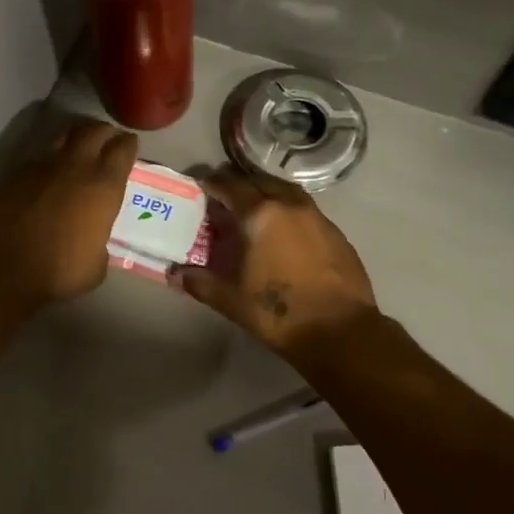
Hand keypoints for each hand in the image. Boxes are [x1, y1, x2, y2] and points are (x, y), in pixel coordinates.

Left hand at [0, 117, 137, 309]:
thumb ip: (98, 239)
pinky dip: (47, 162)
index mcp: (103, 186)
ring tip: (79, 148)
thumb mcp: (97, 263)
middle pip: (94, 131)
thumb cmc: (60, 271)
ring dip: (75, 139)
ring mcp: (41, 167)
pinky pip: (38, 158)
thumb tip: (91, 237)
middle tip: (108, 138)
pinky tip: (47, 176)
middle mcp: (75, 167)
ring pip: (63, 136)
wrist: (3, 268)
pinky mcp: (14, 175)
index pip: (123, 148)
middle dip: (104, 132)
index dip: (128, 144)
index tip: (130, 145)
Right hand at [171, 167, 378, 358]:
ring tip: (254, 210)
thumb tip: (174, 274)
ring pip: (286, 192)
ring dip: (267, 193)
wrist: (340, 331)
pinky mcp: (336, 233)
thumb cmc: (278, 313)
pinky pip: (306, 210)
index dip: (212, 183)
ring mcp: (317, 217)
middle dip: (240, 185)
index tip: (200, 185)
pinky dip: (289, 211)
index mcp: (261, 214)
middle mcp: (290, 205)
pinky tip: (284, 232)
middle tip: (225, 197)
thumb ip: (200, 283)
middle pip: (260, 181)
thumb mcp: (231, 300)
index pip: (230, 186)